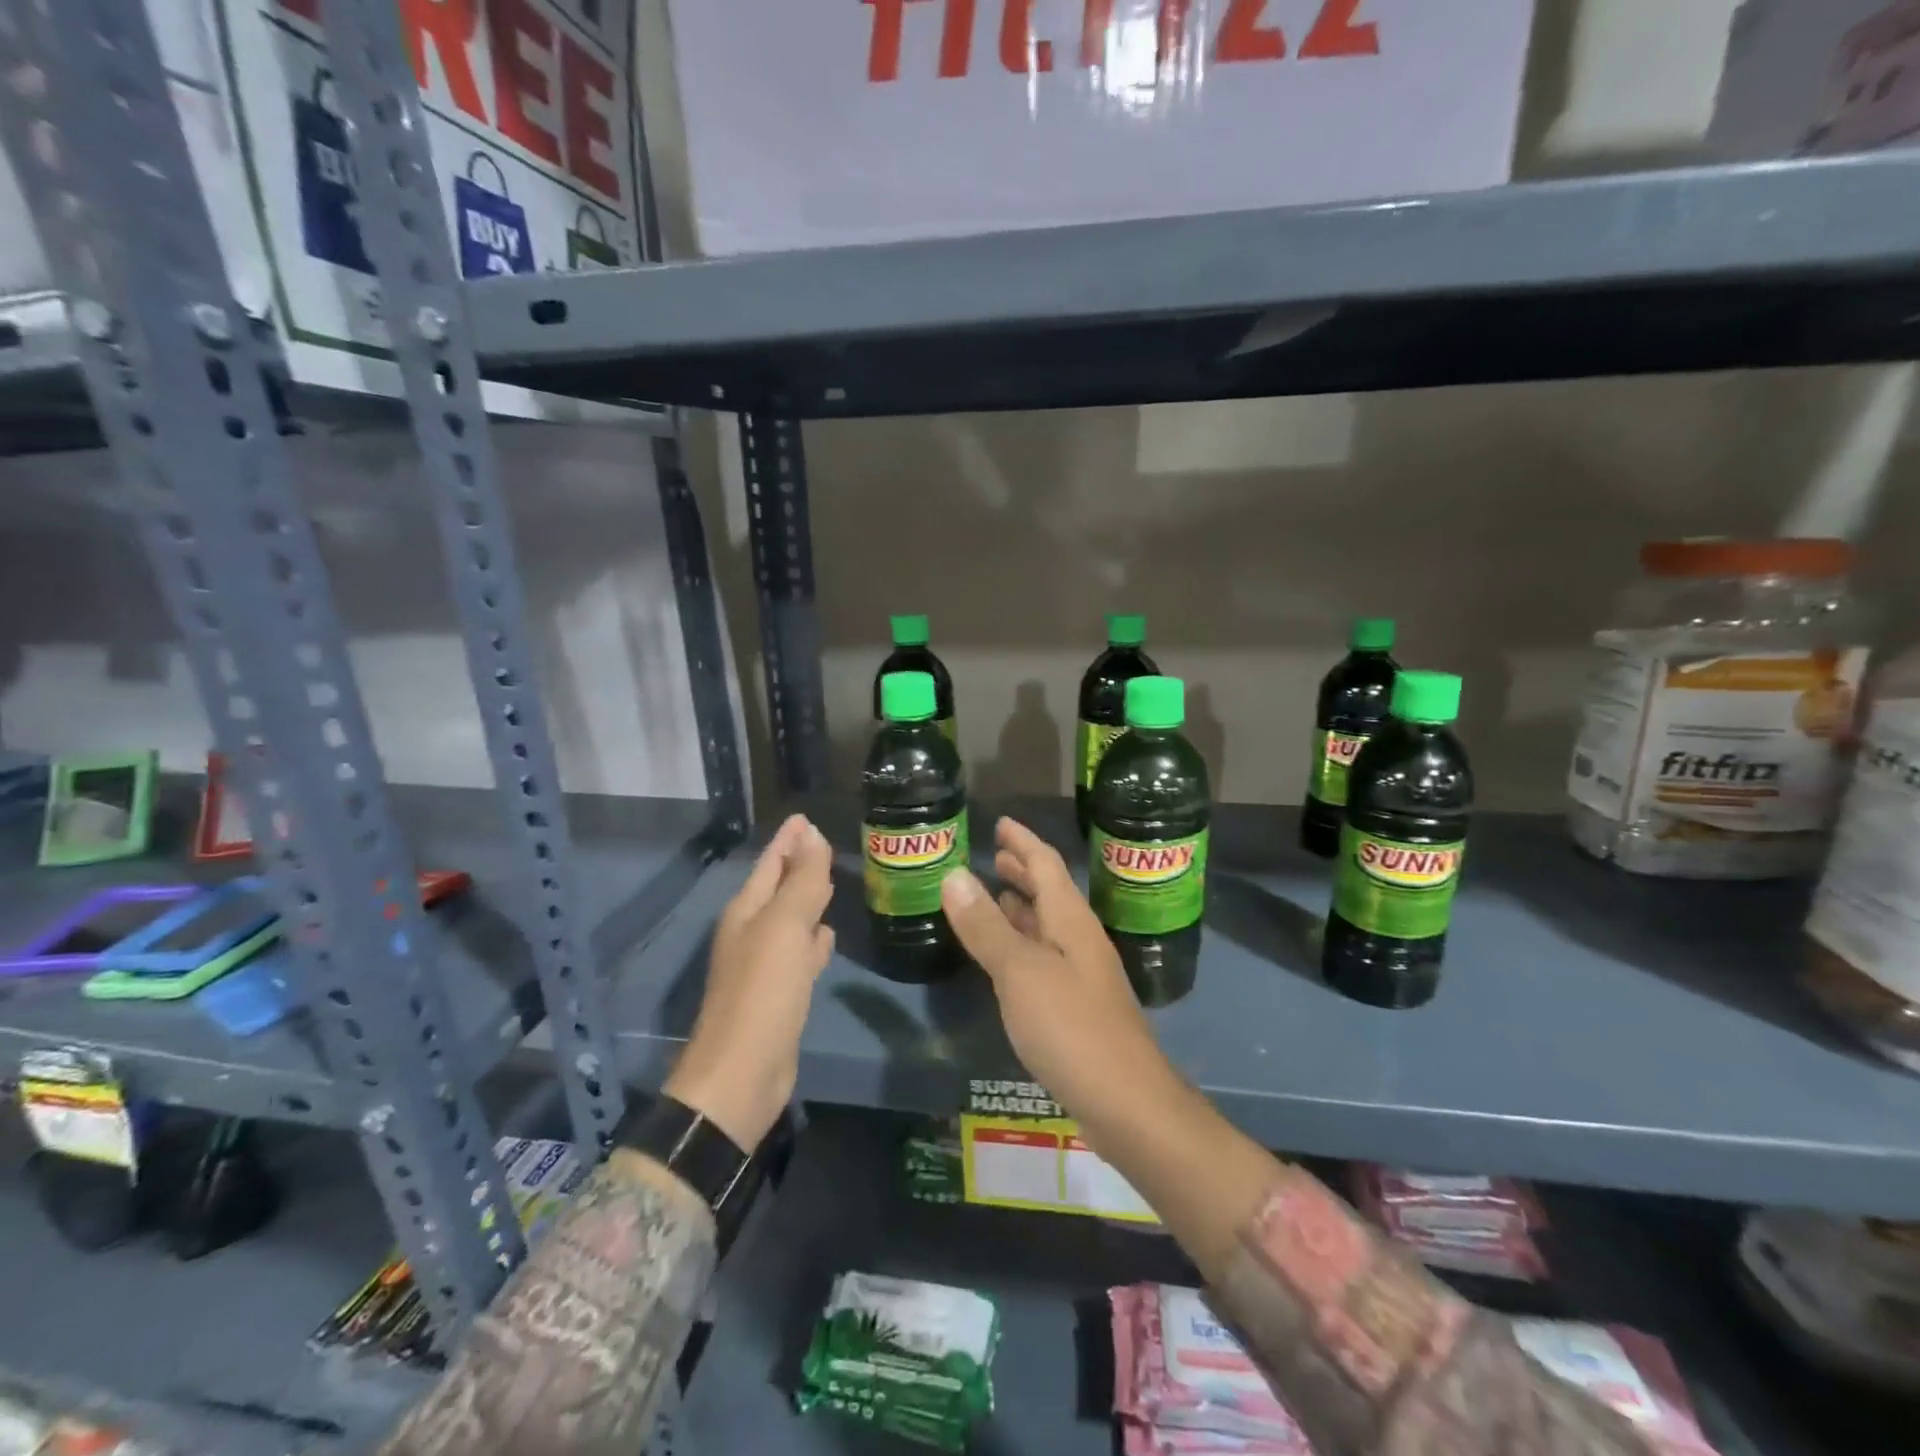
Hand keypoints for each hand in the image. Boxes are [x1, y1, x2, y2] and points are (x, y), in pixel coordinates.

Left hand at [664, 814, 833, 1148]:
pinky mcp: (781, 993)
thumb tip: (812, 834)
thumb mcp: (785, 927)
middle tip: (826, 844)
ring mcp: (766, 965)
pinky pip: (801, 953)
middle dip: (799, 864)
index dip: (788, 840)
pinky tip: (829, 936)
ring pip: (792, 920)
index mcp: (747, 912)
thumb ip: (802, 880)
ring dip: (809, 901)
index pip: (770, 863)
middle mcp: (752, 933)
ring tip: (833, 882)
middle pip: (779, 888)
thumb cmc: (763, 991)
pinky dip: (814, 940)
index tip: (805, 817)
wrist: (743, 1074)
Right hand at [940, 817, 1173, 1123]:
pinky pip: (1044, 958)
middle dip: (1023, 871)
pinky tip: (1007, 958)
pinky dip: (1022, 944)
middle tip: (994, 856)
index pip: (1046, 864)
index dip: (1023, 842)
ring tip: (995, 896)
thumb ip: (987, 925)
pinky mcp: (1078, 1008)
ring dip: (1022, 907)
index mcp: (1071, 920)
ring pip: (1048, 926)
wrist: (1127, 1103)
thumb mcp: (1020, 972)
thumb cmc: (1071, 1027)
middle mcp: (1080, 940)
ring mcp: (1082, 975)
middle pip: (1050, 893)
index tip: (1000, 823)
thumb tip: (955, 874)